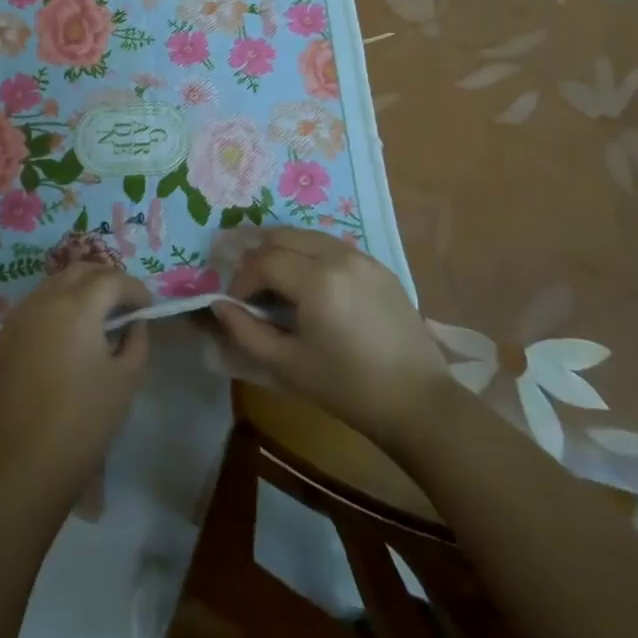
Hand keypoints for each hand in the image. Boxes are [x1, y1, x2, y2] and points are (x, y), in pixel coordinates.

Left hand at [0, 264, 151, 508]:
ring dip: (81, 288)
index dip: (135, 290)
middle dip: (107, 279)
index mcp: (77, 305)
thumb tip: (133, 323)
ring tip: (100, 316)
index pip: (112, 280)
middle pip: (81, 270)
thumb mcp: (126, 379)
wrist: (24, 464)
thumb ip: (136, 341)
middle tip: (126, 303)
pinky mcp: (6, 336)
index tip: (148, 309)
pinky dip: (58, 304)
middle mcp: (45, 299)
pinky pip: (37, 303)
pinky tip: (70, 331)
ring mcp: (20, 316)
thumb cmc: (84, 420)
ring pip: (55, 282)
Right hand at [213, 229, 452, 451]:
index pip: (263, 261)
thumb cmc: (348, 388)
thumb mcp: (289, 365)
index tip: (235, 305)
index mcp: (317, 280)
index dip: (241, 280)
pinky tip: (308, 283)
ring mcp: (362, 257)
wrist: (418, 402)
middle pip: (282, 236)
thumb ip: (247, 332)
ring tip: (274, 281)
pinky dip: (309, 254)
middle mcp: (339, 256)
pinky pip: (332, 246)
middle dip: (258, 256)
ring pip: (307, 236)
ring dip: (283, 251)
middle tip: (248, 287)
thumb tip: (219, 306)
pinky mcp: (379, 266)